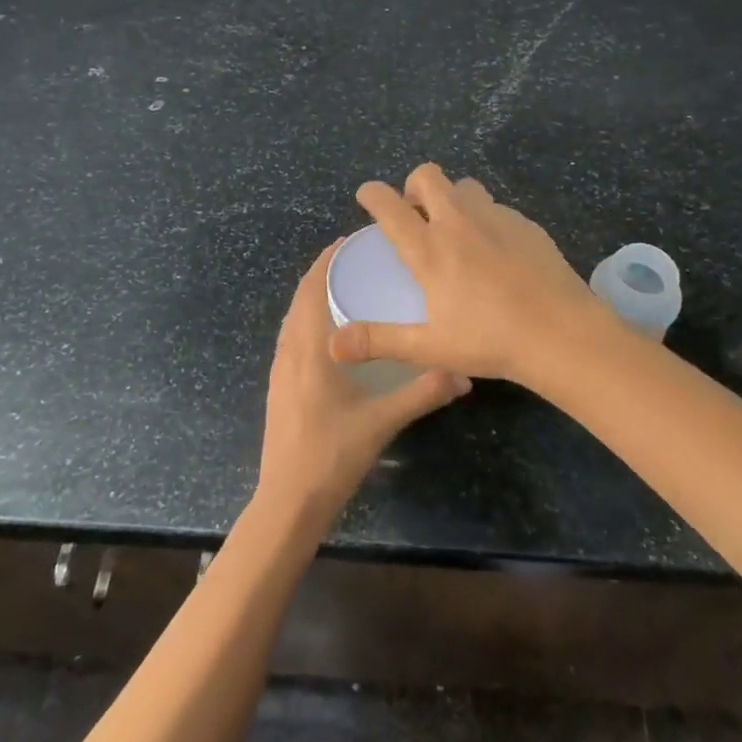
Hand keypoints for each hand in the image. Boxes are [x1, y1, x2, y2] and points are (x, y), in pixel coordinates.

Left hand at [257, 240, 470, 520]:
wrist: (288, 500)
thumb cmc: (332, 454)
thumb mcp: (382, 422)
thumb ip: (422, 394)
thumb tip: (463, 374)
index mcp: (308, 348)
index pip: (312, 288)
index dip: (327, 260)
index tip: (352, 241)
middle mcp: (288, 350)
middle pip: (301, 297)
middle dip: (325, 272)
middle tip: (359, 259)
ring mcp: (279, 368)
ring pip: (294, 316)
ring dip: (314, 294)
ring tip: (348, 286)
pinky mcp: (278, 384)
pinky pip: (291, 335)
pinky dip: (308, 317)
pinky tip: (333, 331)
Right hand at [330, 164, 617, 385]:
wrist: (562, 333)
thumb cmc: (490, 341)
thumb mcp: (428, 347)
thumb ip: (379, 341)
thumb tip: (333, 344)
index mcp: (429, 249)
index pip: (390, 206)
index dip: (372, 194)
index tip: (366, 195)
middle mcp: (458, 222)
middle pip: (428, 176)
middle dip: (413, 186)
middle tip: (415, 214)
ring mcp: (495, 218)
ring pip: (464, 185)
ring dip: (451, 197)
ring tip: (454, 229)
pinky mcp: (525, 224)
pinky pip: (495, 206)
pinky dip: (483, 216)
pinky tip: (494, 249)